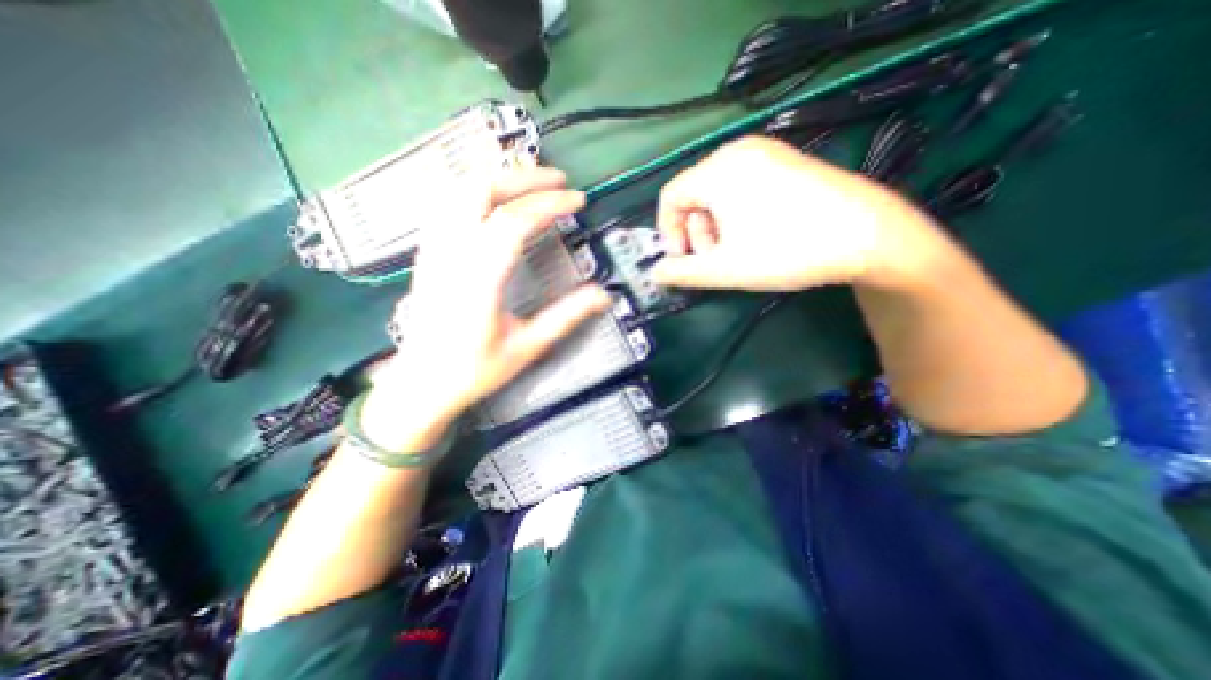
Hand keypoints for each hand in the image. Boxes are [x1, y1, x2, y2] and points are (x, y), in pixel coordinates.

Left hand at [355, 167, 604, 449]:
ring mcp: (433, 250)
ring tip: (530, 181)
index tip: (577, 201)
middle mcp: (451, 255)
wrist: (422, 384)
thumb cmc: (475, 370)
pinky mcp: (427, 253)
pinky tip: (493, 196)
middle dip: (523, 177)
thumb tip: (604, 296)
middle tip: (558, 180)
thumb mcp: (527, 347)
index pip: (514, 222)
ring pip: (458, 190)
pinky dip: (474, 188)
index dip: (549, 204)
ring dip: (498, 177)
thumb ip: (566, 317)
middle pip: (480, 190)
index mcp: (479, 279)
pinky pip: (447, 203)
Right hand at [653, 135, 954, 290]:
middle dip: (695, 232)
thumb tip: (654, 275)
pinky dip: (736, 214)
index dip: (667, 231)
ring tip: (735, 251)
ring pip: (717, 192)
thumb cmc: (786, 250)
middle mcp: (738, 152)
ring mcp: (766, 153)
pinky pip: (742, 186)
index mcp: (717, 170)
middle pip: (694, 194)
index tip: (682, 260)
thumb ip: (681, 273)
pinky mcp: (786, 162)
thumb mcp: (724, 268)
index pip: (670, 196)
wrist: (868, 236)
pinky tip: (755, 235)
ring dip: (715, 226)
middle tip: (713, 259)